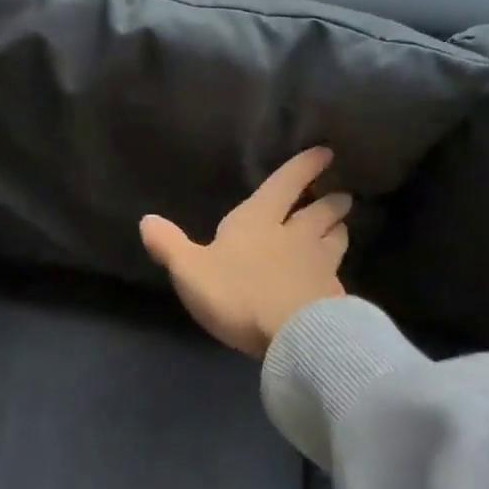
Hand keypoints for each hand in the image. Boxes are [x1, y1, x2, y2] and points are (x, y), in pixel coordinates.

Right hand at [140, 147, 351, 357]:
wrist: (294, 336)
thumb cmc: (237, 293)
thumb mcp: (190, 269)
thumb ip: (170, 245)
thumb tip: (146, 220)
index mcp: (260, 220)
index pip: (285, 184)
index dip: (304, 167)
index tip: (325, 152)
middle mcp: (296, 236)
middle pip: (321, 211)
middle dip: (330, 201)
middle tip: (341, 195)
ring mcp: (320, 267)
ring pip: (336, 240)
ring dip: (339, 230)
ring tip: (342, 227)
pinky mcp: (335, 298)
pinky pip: (338, 278)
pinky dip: (336, 274)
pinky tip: (334, 281)